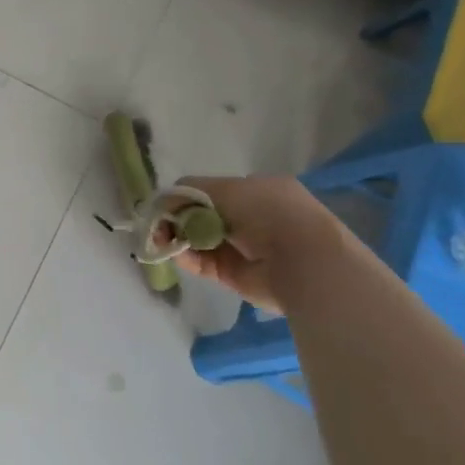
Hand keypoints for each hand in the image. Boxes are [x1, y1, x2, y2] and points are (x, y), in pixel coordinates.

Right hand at [173, 175, 342, 311]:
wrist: (304, 261)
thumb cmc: (269, 212)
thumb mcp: (228, 189)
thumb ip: (191, 192)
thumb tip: (164, 201)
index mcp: (256, 191)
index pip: (211, 191)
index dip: (187, 197)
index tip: (167, 203)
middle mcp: (249, 218)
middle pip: (201, 216)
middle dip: (178, 218)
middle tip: (160, 224)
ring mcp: (241, 248)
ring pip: (199, 239)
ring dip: (178, 237)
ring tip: (161, 238)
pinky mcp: (234, 275)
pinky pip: (202, 263)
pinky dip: (186, 257)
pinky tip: (174, 251)